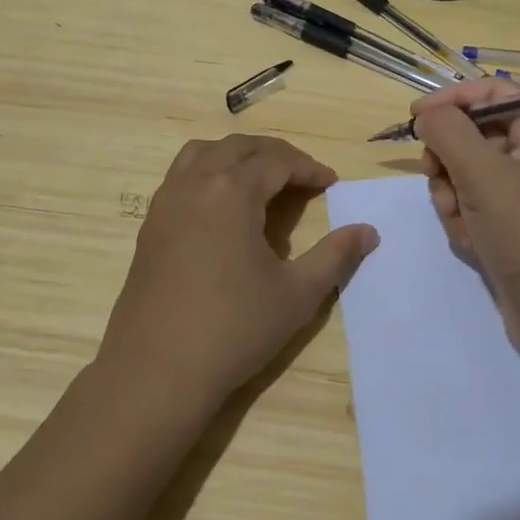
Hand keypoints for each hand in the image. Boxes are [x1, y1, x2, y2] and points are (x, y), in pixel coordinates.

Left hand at [98, 134, 378, 413]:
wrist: (156, 372)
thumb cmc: (233, 329)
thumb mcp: (296, 294)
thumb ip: (335, 256)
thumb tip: (368, 231)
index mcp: (232, 192)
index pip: (277, 161)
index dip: (308, 168)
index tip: (331, 183)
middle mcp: (195, 184)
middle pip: (238, 147)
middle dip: (275, 153)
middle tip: (302, 175)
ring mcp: (166, 202)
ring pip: (202, 153)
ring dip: (236, 155)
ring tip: (260, 178)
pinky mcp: (150, 225)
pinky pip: (180, 176)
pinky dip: (208, 172)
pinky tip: (222, 207)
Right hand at [414, 78, 519, 354]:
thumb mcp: (482, 172)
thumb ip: (447, 131)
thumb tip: (427, 115)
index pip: (494, 92)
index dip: (452, 99)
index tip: (415, 118)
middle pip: (475, 133)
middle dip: (449, 156)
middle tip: (435, 175)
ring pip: (469, 171)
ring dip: (453, 192)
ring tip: (459, 218)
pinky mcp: (515, 226)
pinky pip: (476, 204)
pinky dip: (465, 217)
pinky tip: (471, 241)